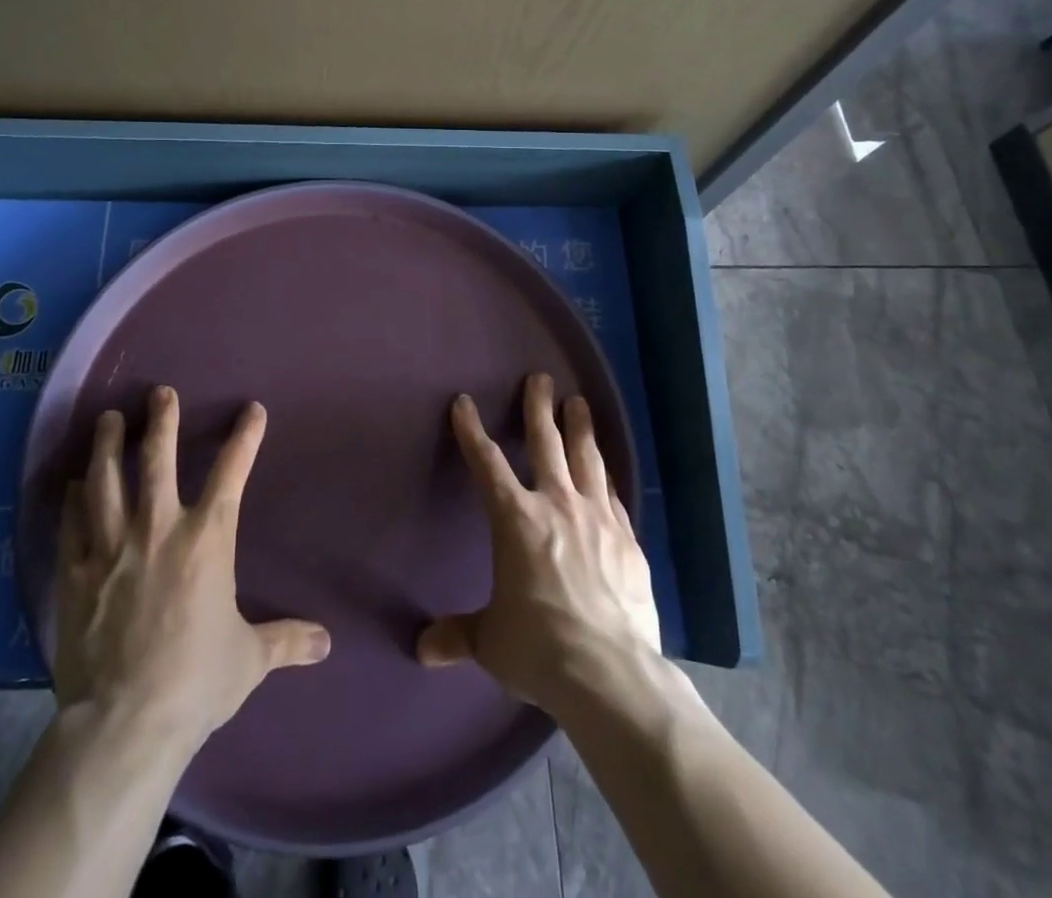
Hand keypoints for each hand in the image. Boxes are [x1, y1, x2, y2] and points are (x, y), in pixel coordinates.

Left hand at [53, 386, 331, 747]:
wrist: (125, 724)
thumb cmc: (195, 682)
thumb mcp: (249, 660)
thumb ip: (286, 641)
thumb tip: (327, 643)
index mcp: (207, 540)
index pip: (231, 473)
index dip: (245, 438)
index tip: (252, 410)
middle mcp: (159, 529)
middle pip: (158, 460)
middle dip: (160, 421)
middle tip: (159, 392)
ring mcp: (113, 548)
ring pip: (107, 481)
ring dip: (108, 446)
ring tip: (106, 419)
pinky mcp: (77, 574)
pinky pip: (74, 524)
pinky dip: (74, 500)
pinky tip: (74, 484)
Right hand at [418, 373, 659, 716]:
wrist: (611, 674)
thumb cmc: (539, 647)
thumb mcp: (491, 642)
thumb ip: (458, 635)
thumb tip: (423, 650)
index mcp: (516, 519)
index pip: (486, 463)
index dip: (471, 430)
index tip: (463, 403)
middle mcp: (557, 505)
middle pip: (547, 443)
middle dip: (539, 408)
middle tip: (540, 378)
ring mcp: (598, 519)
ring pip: (587, 459)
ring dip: (580, 427)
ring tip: (579, 402)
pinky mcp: (628, 540)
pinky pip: (613, 496)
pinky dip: (605, 477)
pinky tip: (607, 471)